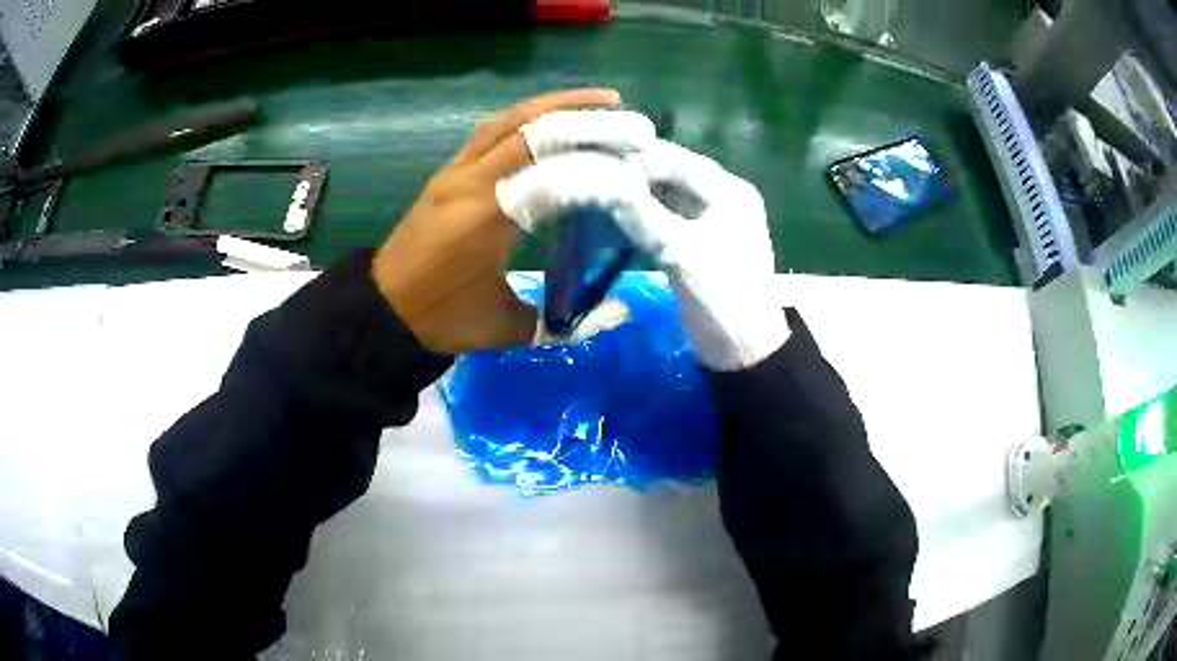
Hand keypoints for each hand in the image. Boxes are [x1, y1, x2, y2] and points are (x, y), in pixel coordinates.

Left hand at [371, 90, 653, 353]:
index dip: (599, 162)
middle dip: (589, 119)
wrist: (383, 307)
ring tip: (603, 103)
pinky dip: (528, 116)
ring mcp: (456, 169)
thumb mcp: (506, 328)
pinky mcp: (449, 169)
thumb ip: (567, 322)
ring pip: (510, 117)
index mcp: (487, 216)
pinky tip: (554, 118)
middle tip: (633, 123)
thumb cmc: (443, 319)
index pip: (552, 171)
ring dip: (559, 105)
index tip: (638, 159)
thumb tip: (620, 312)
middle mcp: (471, 179)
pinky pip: (492, 128)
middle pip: (533, 128)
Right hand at [499, 138, 788, 370]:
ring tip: (590, 193)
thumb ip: (641, 214)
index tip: (590, 159)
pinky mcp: (697, 243)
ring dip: (632, 196)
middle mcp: (722, 197)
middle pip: (669, 175)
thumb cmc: (721, 300)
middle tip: (585, 176)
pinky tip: (609, 218)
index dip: (634, 158)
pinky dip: (638, 217)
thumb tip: (598, 182)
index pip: (675, 160)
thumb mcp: (680, 253)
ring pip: (663, 197)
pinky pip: (663, 218)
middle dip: (630, 176)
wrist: (742, 354)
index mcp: (730, 192)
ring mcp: (710, 221)